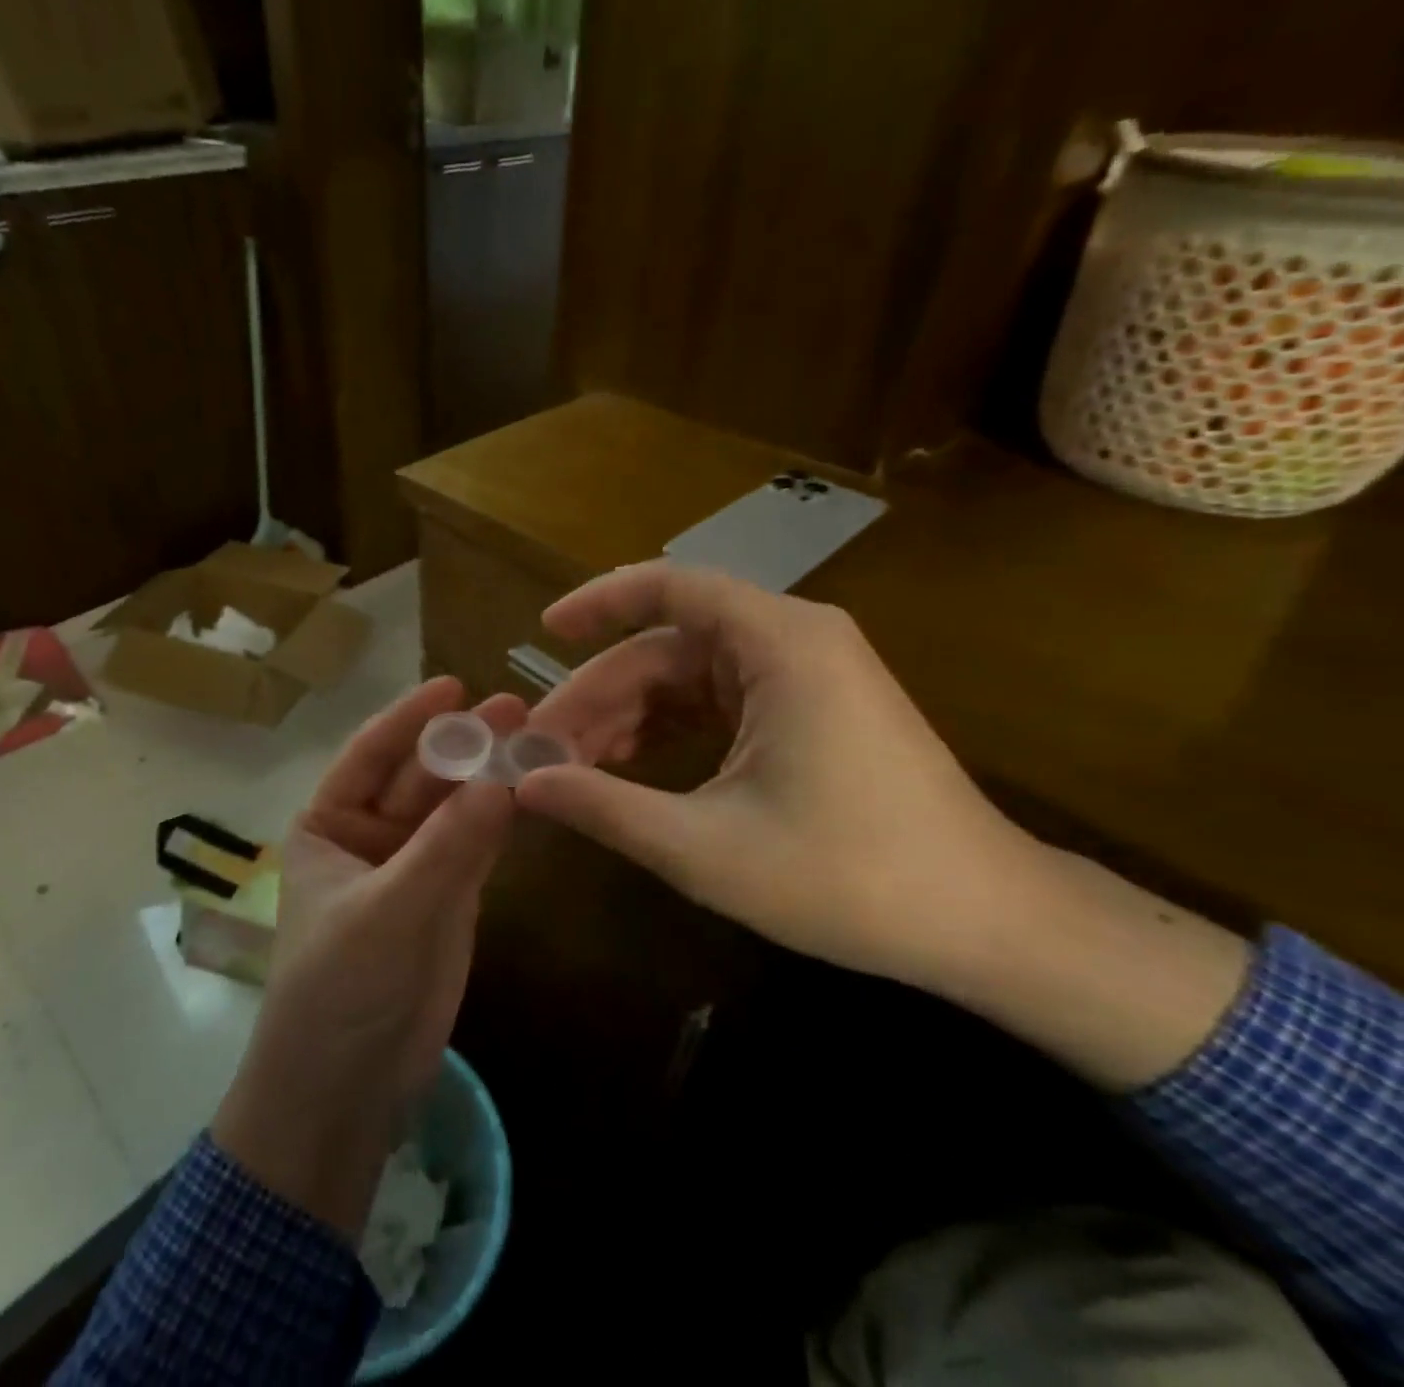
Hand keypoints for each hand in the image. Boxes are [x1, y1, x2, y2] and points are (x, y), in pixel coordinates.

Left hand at [213, 677, 521, 1238]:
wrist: (347, 1089)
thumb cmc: (338, 989)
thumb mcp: (386, 911)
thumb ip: (445, 847)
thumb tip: (502, 780)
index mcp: (328, 823)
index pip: (370, 754)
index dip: (410, 718)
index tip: (454, 683)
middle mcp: (368, 833)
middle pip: (421, 776)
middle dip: (463, 744)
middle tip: (516, 708)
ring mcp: (413, 864)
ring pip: (455, 807)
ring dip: (490, 776)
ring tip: (536, 737)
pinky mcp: (450, 897)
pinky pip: (477, 844)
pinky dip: (503, 818)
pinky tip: (534, 788)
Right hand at [519, 562, 1249, 1089]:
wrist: (987, 924)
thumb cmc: (848, 878)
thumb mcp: (705, 847)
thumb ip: (604, 807)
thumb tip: (524, 784)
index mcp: (779, 644)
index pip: (669, 587)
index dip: (598, 603)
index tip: (541, 633)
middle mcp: (794, 640)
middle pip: (668, 646)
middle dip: (599, 694)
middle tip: (540, 746)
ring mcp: (806, 675)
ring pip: (689, 678)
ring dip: (629, 717)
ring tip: (572, 767)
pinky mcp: (811, 711)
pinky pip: (719, 702)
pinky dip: (669, 731)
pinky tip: (628, 770)